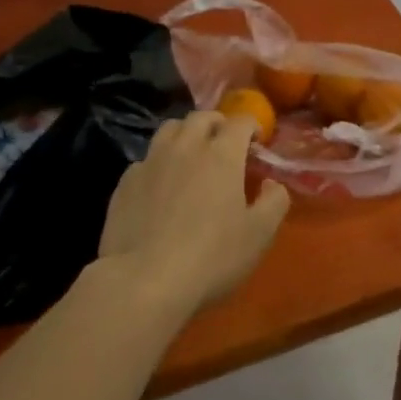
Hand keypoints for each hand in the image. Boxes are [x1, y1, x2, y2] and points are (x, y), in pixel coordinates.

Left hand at [95, 111, 290, 314]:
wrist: (144, 281)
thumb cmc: (211, 256)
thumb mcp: (260, 234)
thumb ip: (275, 201)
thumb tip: (272, 184)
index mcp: (222, 154)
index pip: (240, 121)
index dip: (252, 126)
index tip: (257, 142)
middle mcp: (186, 147)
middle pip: (201, 118)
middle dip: (218, 124)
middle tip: (225, 142)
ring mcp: (151, 162)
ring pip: (169, 129)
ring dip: (186, 134)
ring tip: (192, 153)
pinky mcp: (125, 183)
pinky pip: (146, 159)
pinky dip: (159, 162)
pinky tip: (161, 184)